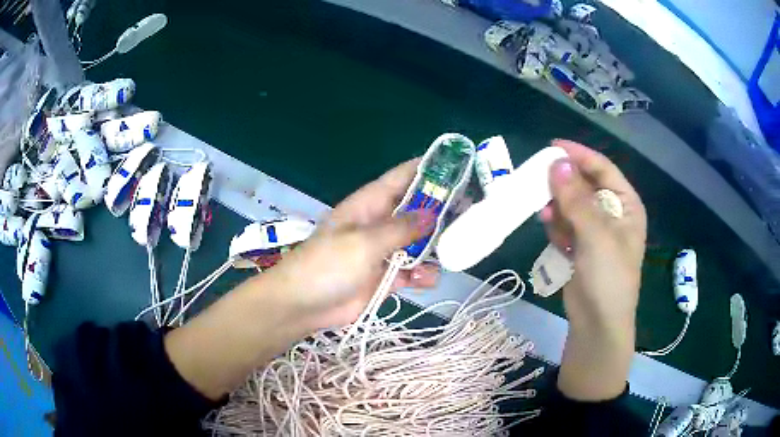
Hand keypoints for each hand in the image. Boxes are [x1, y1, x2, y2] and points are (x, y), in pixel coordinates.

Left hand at [265, 158, 440, 328]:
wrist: (303, 306)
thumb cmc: (327, 265)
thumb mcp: (364, 242)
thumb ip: (400, 229)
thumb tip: (431, 213)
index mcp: (369, 204)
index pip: (401, 177)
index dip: (427, 169)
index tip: (457, 166)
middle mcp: (379, 223)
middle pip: (416, 209)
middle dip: (441, 210)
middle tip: (471, 211)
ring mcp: (383, 251)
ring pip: (418, 242)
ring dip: (435, 246)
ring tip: (455, 248)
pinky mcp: (385, 277)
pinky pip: (412, 271)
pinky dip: (421, 274)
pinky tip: (425, 279)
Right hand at [540, 139, 646, 400]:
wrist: (597, 325)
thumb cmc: (608, 278)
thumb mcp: (597, 236)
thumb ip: (576, 199)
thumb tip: (556, 163)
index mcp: (626, 205)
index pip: (603, 169)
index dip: (579, 155)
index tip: (552, 146)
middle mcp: (612, 214)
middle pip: (585, 185)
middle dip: (564, 183)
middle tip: (539, 180)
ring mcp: (595, 232)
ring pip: (571, 205)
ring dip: (558, 206)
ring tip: (545, 213)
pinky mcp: (580, 247)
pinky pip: (565, 225)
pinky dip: (556, 225)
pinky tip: (550, 229)